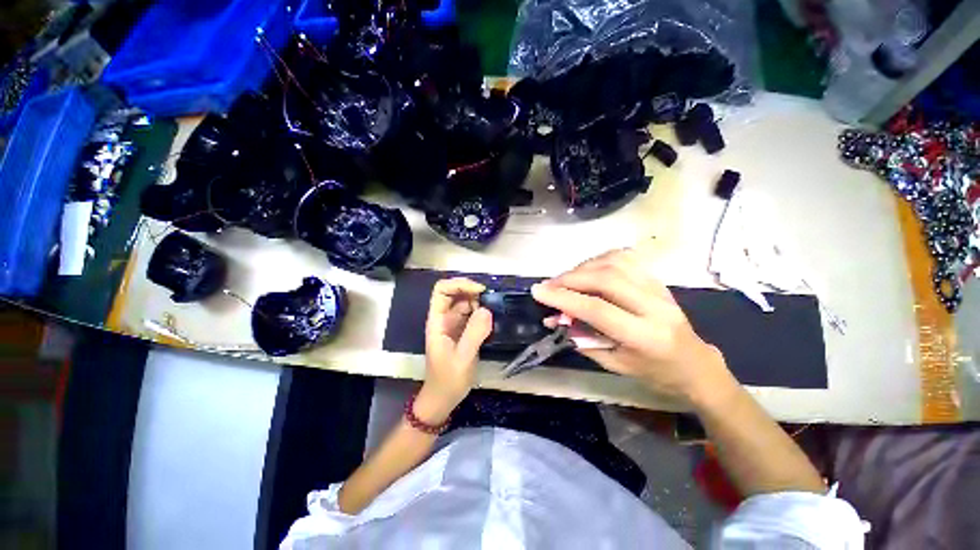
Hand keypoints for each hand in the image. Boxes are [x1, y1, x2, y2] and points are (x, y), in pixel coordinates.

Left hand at [418, 278, 492, 423]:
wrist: (443, 398)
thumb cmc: (448, 380)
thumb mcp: (463, 358)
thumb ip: (474, 334)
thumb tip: (487, 309)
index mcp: (437, 321)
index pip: (442, 290)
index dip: (459, 285)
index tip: (480, 291)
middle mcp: (444, 319)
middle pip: (454, 293)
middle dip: (471, 290)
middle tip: (491, 299)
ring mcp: (453, 324)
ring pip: (464, 302)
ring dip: (478, 300)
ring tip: (495, 307)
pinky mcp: (462, 331)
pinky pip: (471, 314)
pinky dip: (481, 311)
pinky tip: (492, 316)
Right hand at [531, 249, 734, 405]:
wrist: (695, 365)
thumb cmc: (654, 373)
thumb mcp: (615, 364)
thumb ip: (582, 339)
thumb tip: (553, 318)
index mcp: (645, 336)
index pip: (597, 309)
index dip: (564, 298)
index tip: (538, 292)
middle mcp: (655, 306)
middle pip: (606, 278)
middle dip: (570, 278)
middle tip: (549, 285)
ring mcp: (659, 288)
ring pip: (615, 262)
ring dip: (583, 267)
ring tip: (566, 279)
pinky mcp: (657, 279)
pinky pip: (625, 259)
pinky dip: (600, 260)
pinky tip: (588, 270)